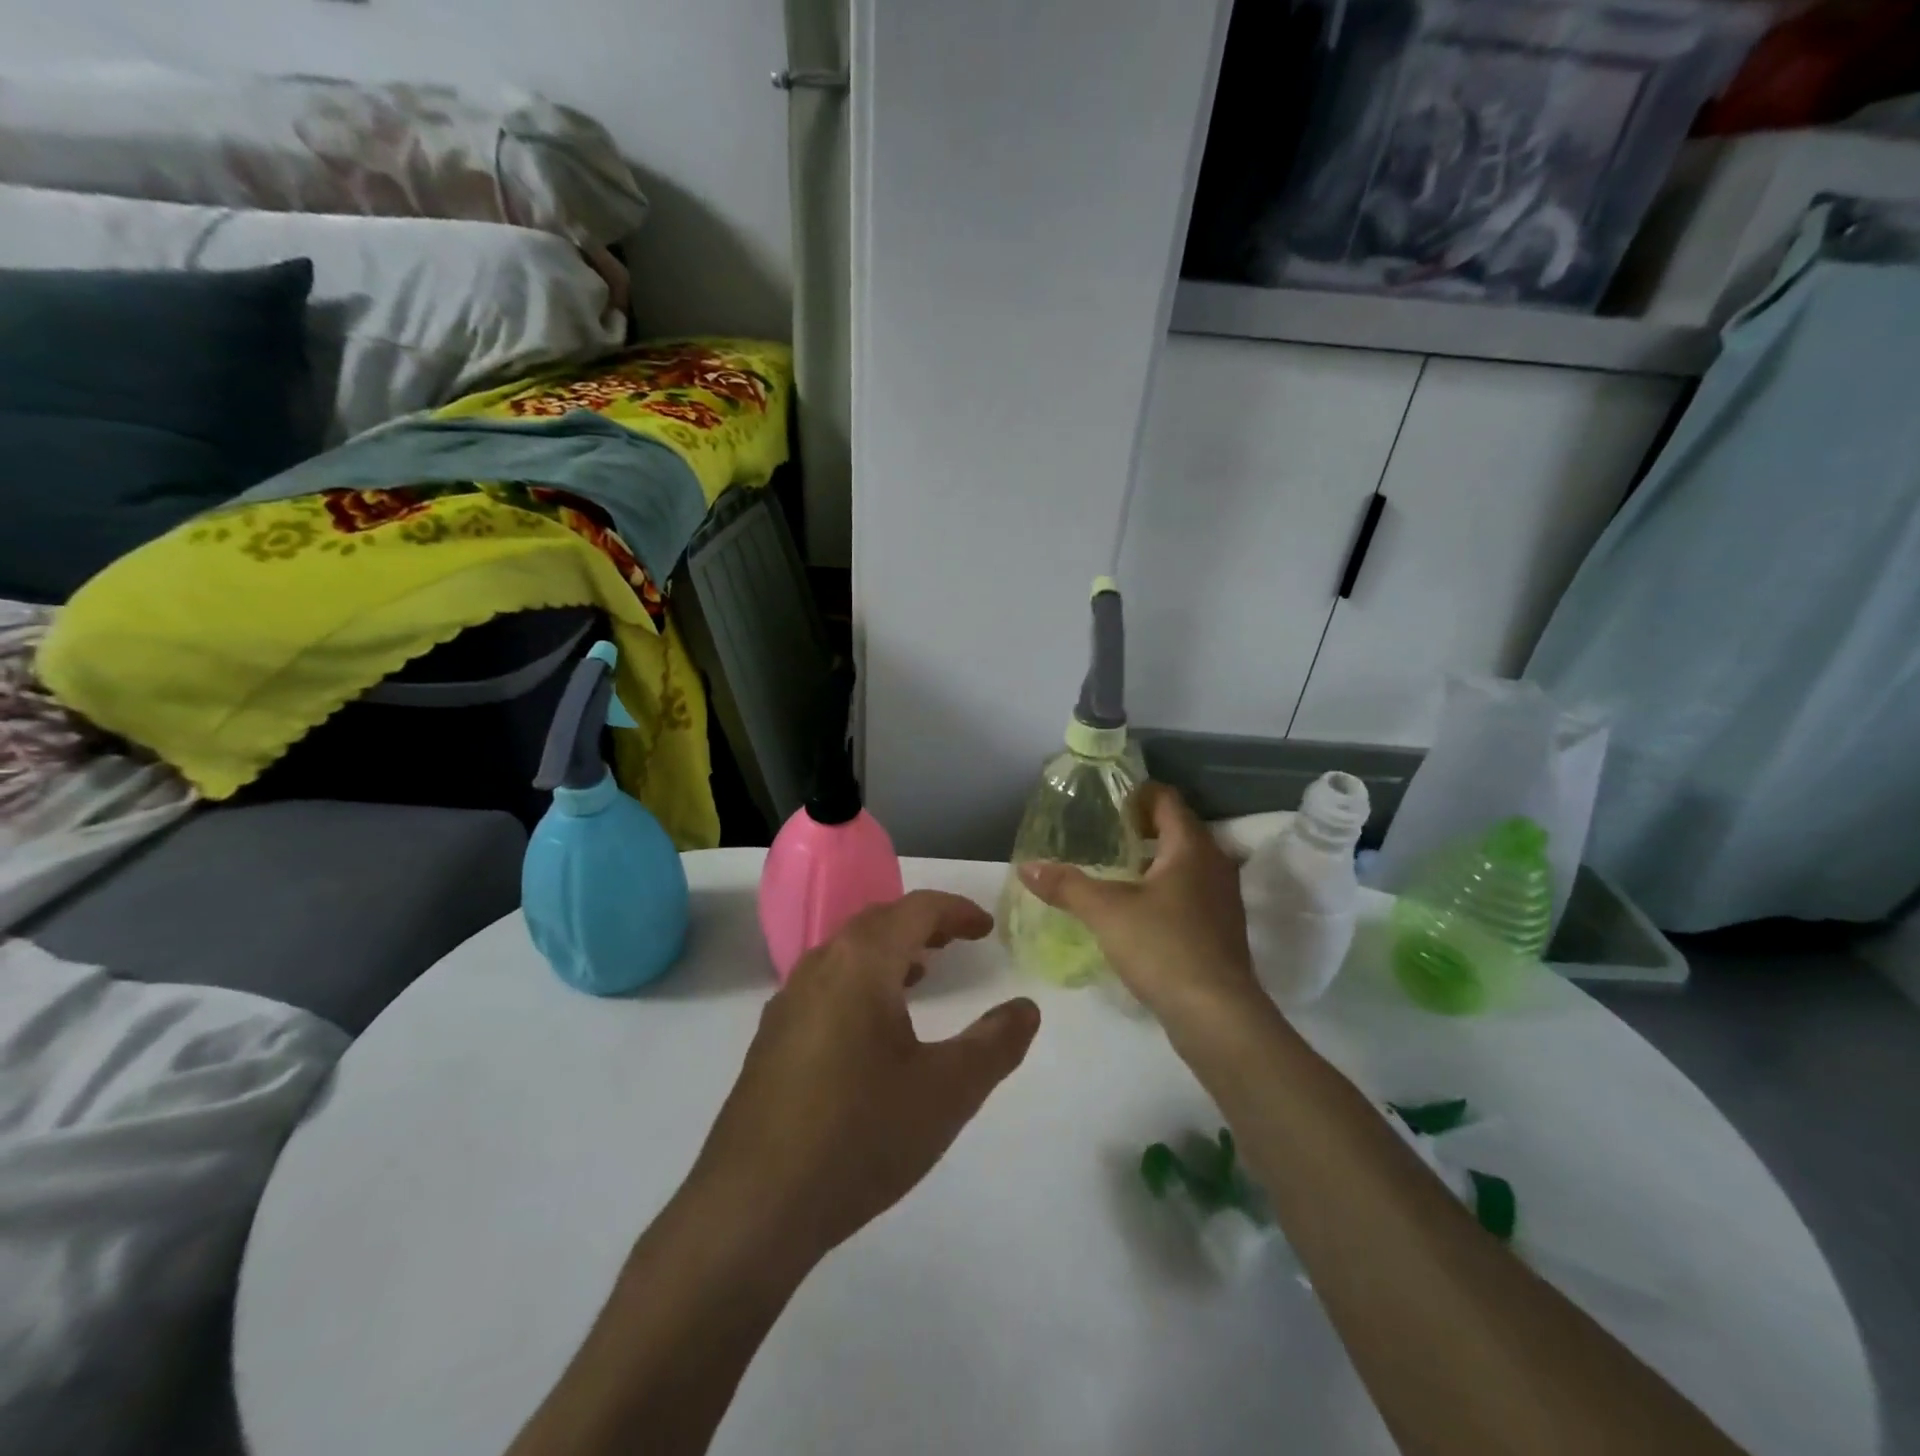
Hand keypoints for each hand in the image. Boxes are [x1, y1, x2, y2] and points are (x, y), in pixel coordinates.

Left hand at [686, 891, 1039, 1268]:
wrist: (753, 1208)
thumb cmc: (860, 1135)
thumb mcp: (947, 1091)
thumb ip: (995, 1043)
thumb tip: (1026, 1008)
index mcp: (860, 963)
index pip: (914, 910)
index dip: (956, 910)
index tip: (987, 928)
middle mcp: (818, 967)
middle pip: (876, 922)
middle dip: (921, 924)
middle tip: (957, 940)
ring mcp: (787, 1003)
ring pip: (845, 953)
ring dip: (888, 951)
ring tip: (921, 972)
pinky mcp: (771, 1040)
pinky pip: (824, 985)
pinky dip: (859, 981)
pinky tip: (871, 1027)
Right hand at [1018, 782, 1259, 1028]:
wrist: (1216, 1015)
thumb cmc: (1163, 947)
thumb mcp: (1105, 911)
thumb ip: (1066, 885)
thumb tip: (1026, 866)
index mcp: (1192, 847)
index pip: (1168, 799)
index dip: (1138, 793)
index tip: (1106, 802)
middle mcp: (1215, 864)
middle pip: (1178, 829)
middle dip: (1142, 827)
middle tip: (1103, 833)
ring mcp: (1223, 898)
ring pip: (1186, 863)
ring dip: (1154, 860)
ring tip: (1114, 870)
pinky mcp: (1221, 929)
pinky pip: (1191, 892)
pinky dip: (1165, 888)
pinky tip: (1137, 909)